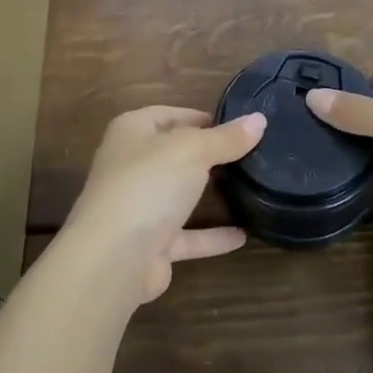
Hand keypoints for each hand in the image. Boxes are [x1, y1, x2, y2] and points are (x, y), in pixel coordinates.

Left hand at [58, 106, 264, 304]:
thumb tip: (259, 120)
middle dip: (206, 155)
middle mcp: (130, 166)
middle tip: (249, 154)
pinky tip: (244, 234)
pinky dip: (212, 236)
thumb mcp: (193, 150)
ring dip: (207, 195)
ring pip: (178, 195)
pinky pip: (187, 236)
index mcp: (132, 132)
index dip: (199, 117)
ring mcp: (138, 207)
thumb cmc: (149, 184)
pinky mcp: (150, 245)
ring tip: (249, 188)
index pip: (168, 115)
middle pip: (173, 154)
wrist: (114, 258)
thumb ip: (226, 138)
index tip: (236, 124)